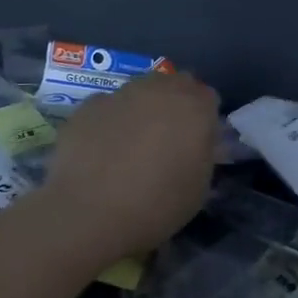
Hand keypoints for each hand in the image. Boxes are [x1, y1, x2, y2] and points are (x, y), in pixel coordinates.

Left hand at [44, 71, 219, 268]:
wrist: (89, 213)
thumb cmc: (157, 205)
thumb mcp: (199, 187)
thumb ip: (203, 153)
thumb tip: (195, 141)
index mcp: (195, 107)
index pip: (208, 97)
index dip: (203, 117)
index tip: (196, 140)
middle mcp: (160, 89)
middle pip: (174, 84)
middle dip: (175, 103)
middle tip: (167, 137)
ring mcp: (121, 94)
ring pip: (140, 90)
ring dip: (142, 108)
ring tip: (131, 143)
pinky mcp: (89, 105)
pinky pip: (108, 106)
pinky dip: (110, 120)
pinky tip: (102, 149)